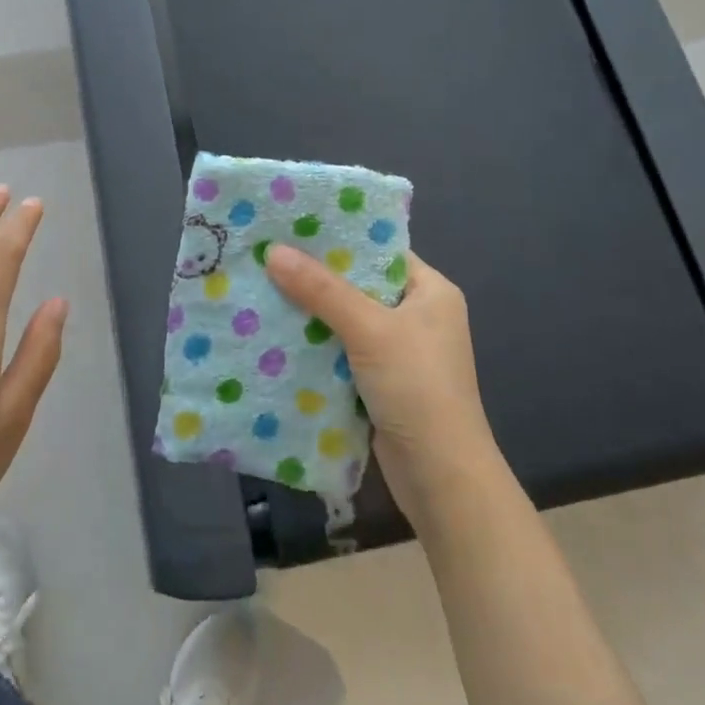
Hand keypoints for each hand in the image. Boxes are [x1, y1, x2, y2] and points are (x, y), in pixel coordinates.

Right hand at [265, 245, 504, 532]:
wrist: (441, 479)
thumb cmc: (417, 388)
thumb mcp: (369, 329)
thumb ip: (321, 290)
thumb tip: (273, 251)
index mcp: (431, 291)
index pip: (379, 250)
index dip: (338, 238)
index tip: (292, 225)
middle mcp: (418, 315)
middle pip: (359, 284)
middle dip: (316, 275)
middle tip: (267, 254)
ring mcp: (400, 351)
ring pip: (346, 319)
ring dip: (311, 311)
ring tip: (263, 285)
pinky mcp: (380, 382)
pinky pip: (341, 350)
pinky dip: (315, 344)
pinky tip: (277, 332)